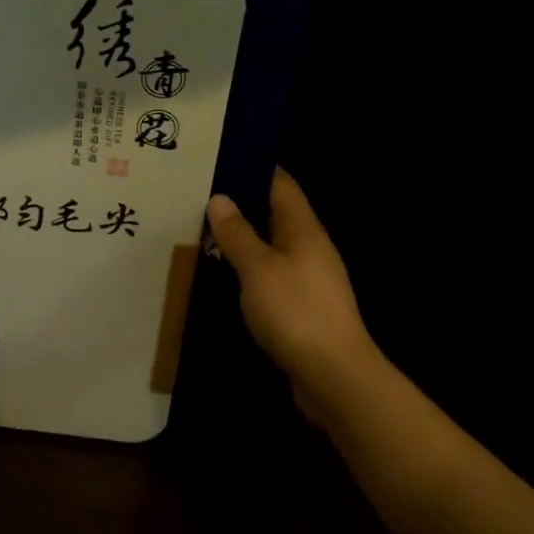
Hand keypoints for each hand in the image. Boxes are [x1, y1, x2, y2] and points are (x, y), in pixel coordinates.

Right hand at [206, 168, 373, 413]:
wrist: (335, 377)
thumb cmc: (296, 312)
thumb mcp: (258, 268)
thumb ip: (237, 233)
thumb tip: (220, 199)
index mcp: (304, 230)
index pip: (281, 184)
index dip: (255, 167)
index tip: (221, 157)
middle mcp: (310, 248)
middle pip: (275, 213)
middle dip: (241, 202)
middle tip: (198, 193)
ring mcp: (308, 278)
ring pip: (271, 245)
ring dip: (242, 237)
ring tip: (202, 228)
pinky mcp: (302, 306)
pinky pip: (270, 274)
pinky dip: (247, 267)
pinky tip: (223, 272)